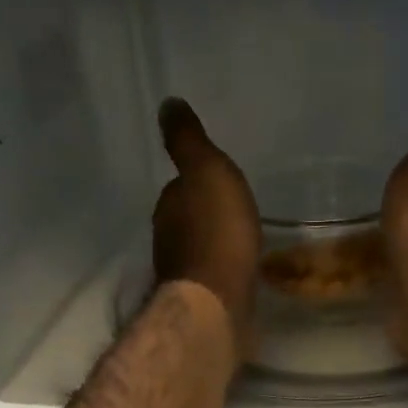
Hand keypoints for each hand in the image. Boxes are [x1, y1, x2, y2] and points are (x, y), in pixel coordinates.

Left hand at [153, 97, 261, 360]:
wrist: (218, 302)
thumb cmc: (216, 232)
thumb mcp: (207, 171)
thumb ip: (188, 141)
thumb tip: (167, 104)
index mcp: (169, 208)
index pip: (179, 189)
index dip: (197, 184)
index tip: (217, 183)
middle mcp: (168, 241)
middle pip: (188, 221)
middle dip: (206, 216)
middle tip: (232, 211)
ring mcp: (185, 275)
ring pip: (200, 251)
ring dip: (215, 245)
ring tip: (240, 241)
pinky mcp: (203, 303)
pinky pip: (214, 278)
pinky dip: (224, 272)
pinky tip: (240, 272)